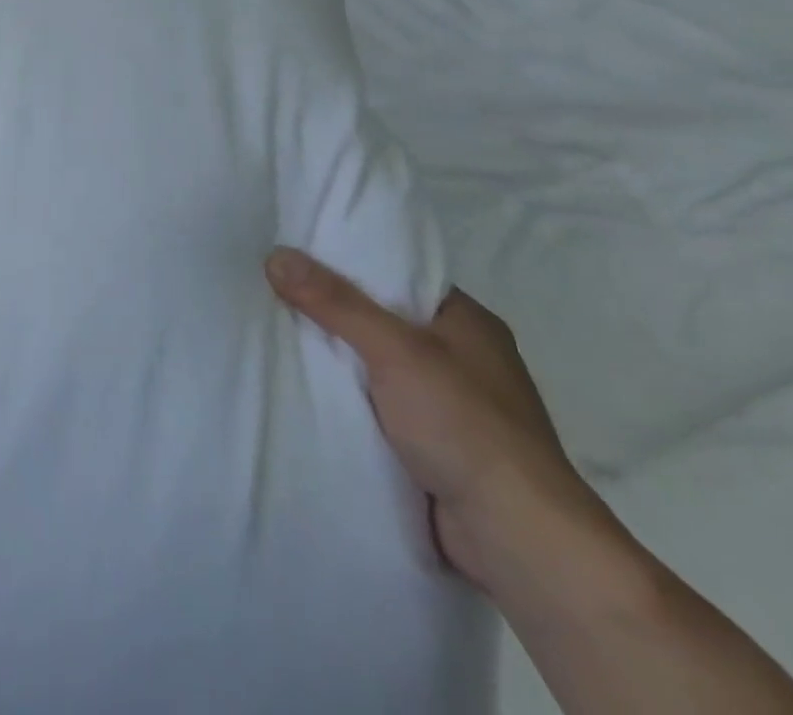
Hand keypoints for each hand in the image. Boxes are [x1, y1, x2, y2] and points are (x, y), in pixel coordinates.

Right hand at [265, 249, 611, 597]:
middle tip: (276, 292)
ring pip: (377, 367)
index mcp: (468, 322)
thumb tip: (276, 255)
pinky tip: (307, 389)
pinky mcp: (436, 448)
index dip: (350, 263)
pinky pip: (379, 408)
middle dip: (334, 314)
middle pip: (383, 320)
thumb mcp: (394, 349)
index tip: (299, 254)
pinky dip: (349, 401)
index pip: (399, 276)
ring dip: (339, 362)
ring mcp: (451, 406)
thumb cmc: (464, 424)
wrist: (516, 538)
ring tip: (277, 334)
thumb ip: (335, 302)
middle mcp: (463, 358)